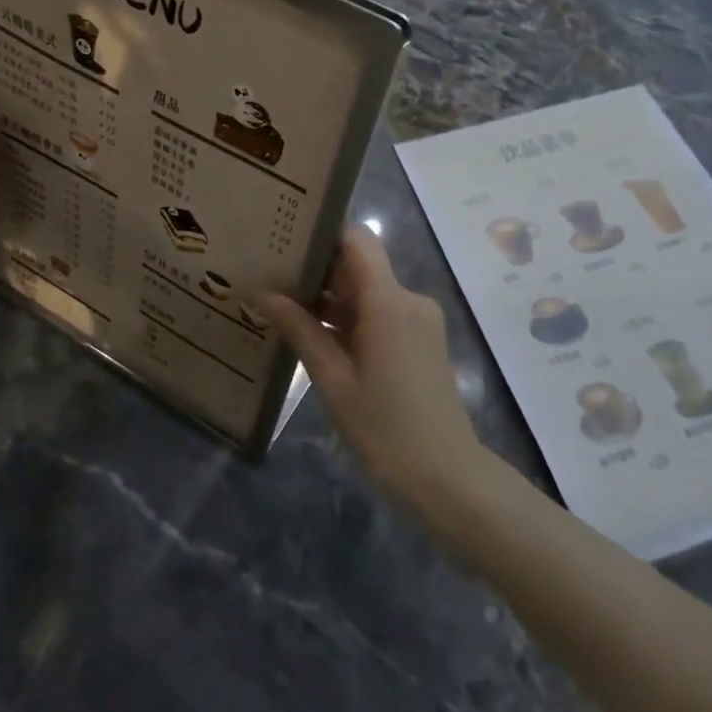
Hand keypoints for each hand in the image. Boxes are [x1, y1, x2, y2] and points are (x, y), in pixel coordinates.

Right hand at [262, 226, 490, 513]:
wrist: (448, 478)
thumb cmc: (386, 430)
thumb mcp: (334, 381)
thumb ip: (301, 331)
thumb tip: (263, 294)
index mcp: (389, 302)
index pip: (357, 240)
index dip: (322, 233)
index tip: (284, 238)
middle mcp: (409, 300)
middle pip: (360, 265)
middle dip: (317, 269)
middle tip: (269, 273)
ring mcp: (419, 320)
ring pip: (369, 292)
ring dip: (331, 298)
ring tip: (281, 302)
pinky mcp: (421, 340)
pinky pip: (381, 314)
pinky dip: (351, 319)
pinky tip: (315, 333)